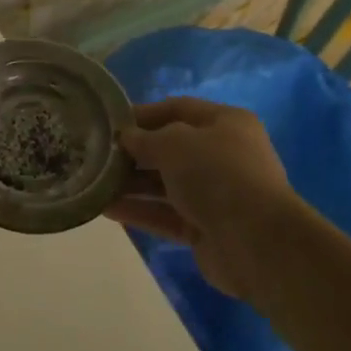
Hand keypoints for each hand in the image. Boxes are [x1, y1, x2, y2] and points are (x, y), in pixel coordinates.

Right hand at [105, 97, 305, 304]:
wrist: (256, 242)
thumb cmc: (217, 175)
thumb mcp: (175, 144)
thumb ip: (146, 139)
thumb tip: (126, 138)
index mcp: (226, 123)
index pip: (177, 108)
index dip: (143, 114)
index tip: (109, 122)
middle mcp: (223, 155)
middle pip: (171, 148)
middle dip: (134, 153)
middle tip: (96, 155)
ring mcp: (215, 194)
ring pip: (165, 184)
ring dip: (131, 184)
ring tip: (93, 182)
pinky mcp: (205, 228)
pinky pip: (166, 214)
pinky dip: (139, 211)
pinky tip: (106, 209)